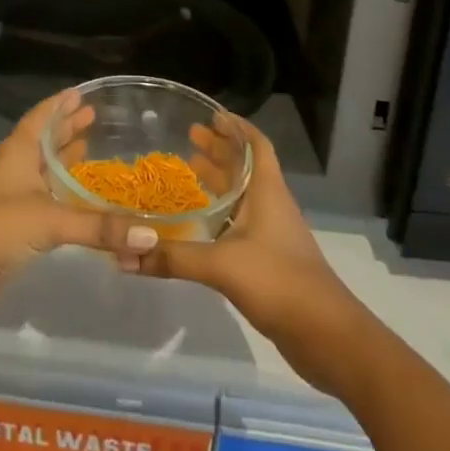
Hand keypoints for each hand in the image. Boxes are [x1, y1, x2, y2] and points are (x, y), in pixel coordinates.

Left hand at [0, 90, 154, 328]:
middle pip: (42, 143)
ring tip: (89, 151)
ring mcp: (10, 202)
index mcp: (17, 153)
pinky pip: (43, 206)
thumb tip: (150, 236)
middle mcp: (13, 172)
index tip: (80, 92)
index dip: (58, 105)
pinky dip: (62, 199)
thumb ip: (100, 228)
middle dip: (66, 130)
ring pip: (42, 175)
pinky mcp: (11, 233)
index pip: (39, 118)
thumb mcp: (51, 221)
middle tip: (93, 117)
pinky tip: (79, 204)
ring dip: (63, 163)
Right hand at [118, 118, 370, 395]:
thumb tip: (124, 254)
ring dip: (219, 180)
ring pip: (242, 195)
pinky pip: (240, 223)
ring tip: (187, 170)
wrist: (326, 336)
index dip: (237, 127)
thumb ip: (173, 257)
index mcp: (267, 191)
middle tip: (188, 137)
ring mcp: (272, 234)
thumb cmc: (278, 281)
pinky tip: (197, 223)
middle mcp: (270, 205)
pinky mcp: (268, 260)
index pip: (256, 144)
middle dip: (220, 149)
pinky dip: (220, 213)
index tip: (211, 115)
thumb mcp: (221, 265)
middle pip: (245, 167)